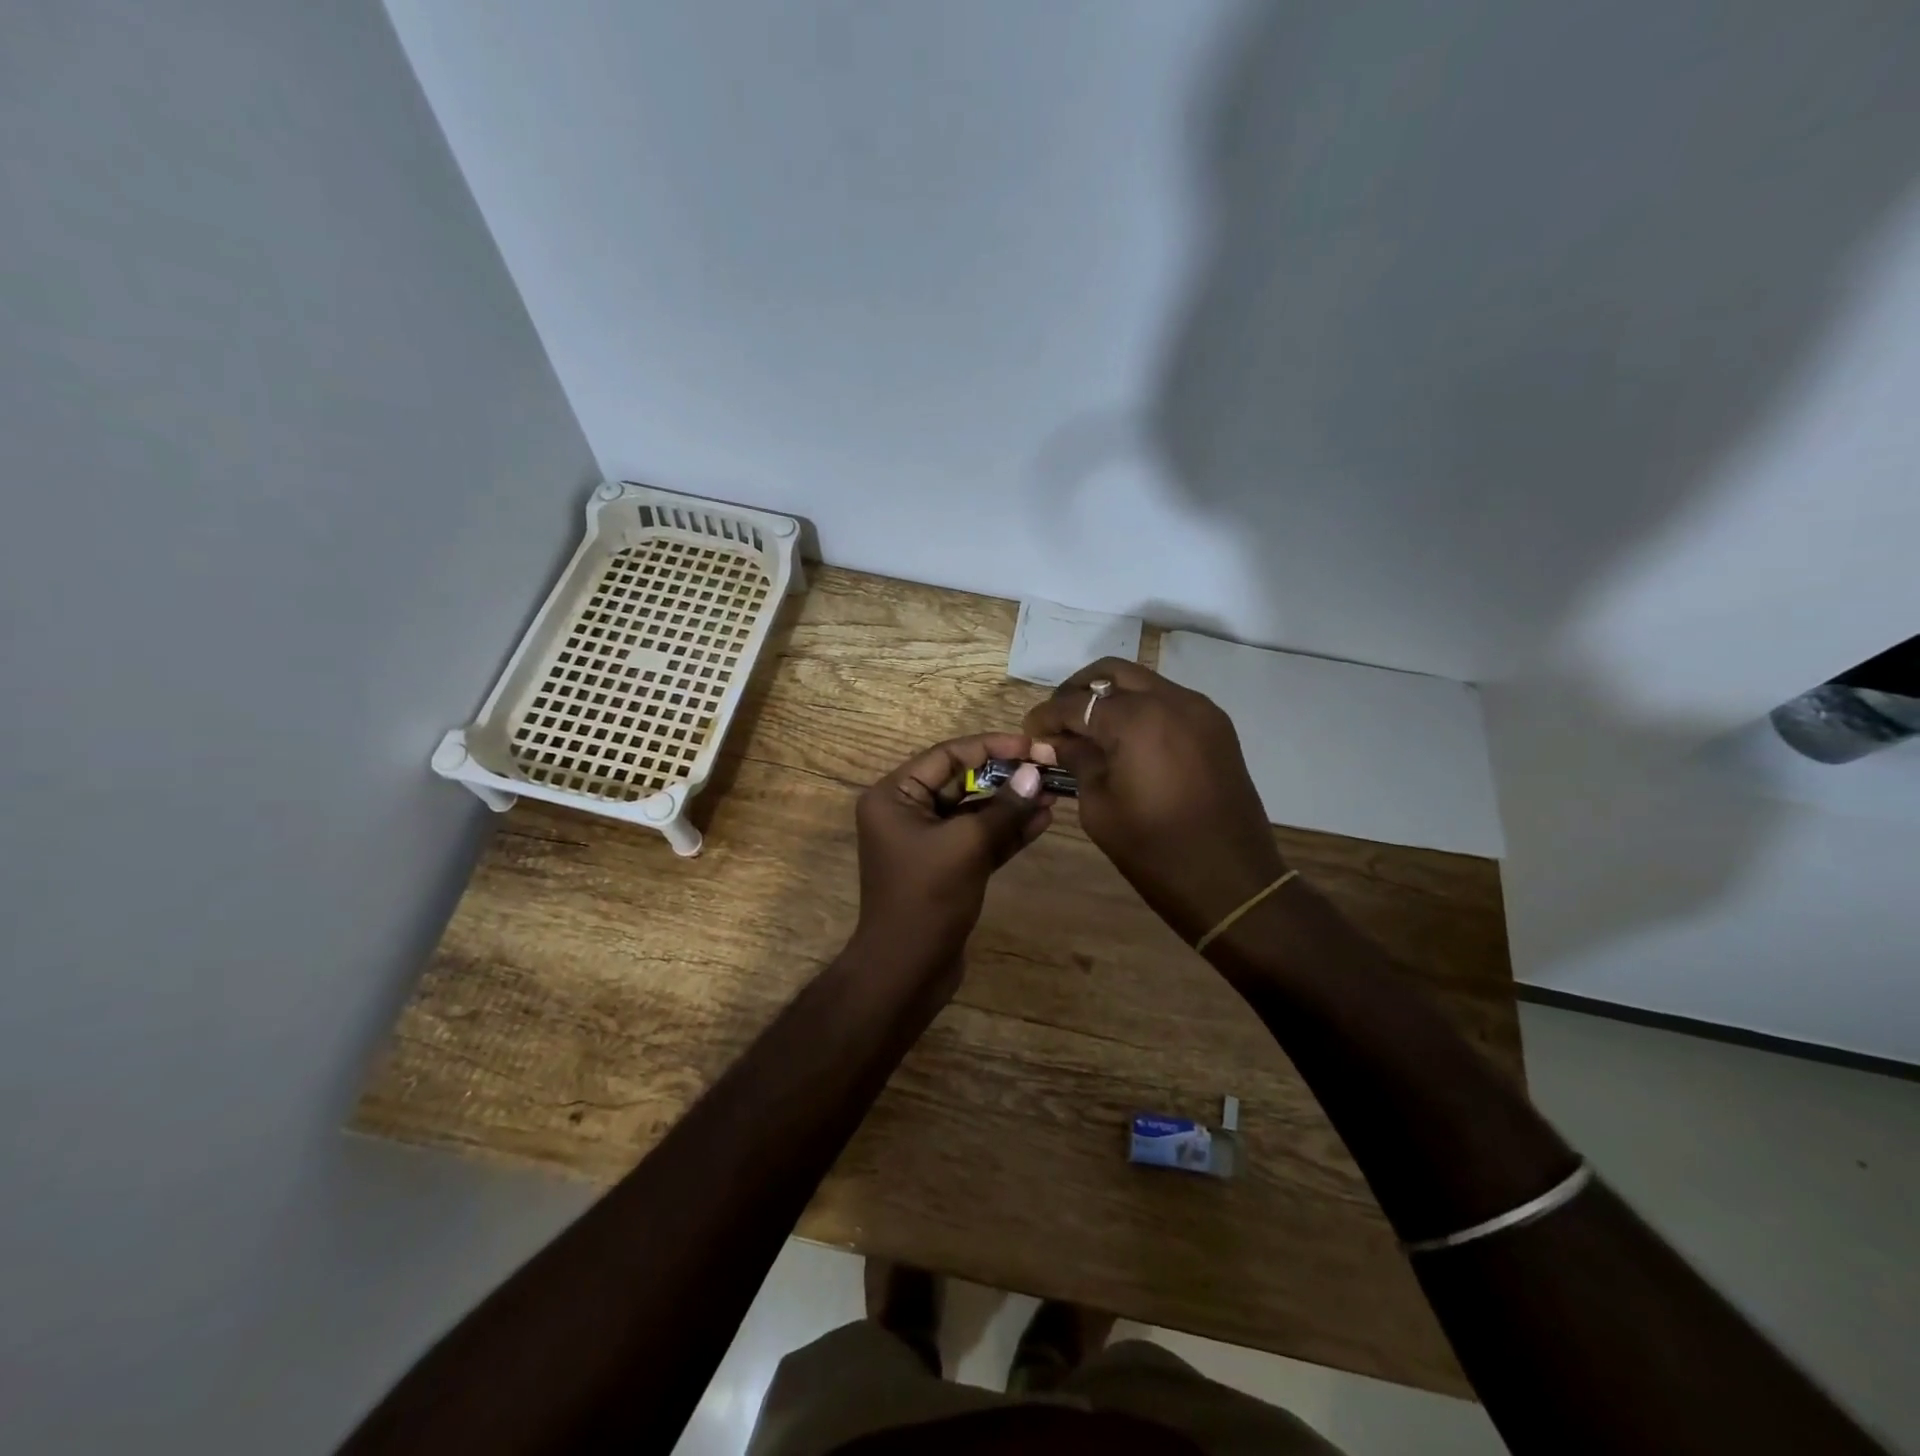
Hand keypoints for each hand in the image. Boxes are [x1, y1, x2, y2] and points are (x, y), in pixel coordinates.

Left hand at [851, 732, 1054, 993]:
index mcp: (894, 796)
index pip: (946, 756)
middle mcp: (907, 812)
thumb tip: (1036, 775)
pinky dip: (1007, 830)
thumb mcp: (967, 846)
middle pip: (961, 781)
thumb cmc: (927, 899)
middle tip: (1048, 768)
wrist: (907, 971)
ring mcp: (927, 841)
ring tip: (1054, 792)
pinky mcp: (947, 866)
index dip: (990, 747)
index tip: (1031, 746)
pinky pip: (979, 838)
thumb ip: (1003, 808)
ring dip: (1012, 803)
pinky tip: (1042, 819)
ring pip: (974, 811)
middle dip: (1005, 776)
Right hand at [1023, 659, 1284, 943]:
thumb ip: (1077, 761)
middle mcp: (1171, 700)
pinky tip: (1126, 741)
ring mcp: (1200, 710)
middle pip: (1112, 672)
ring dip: (1111, 698)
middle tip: (1059, 722)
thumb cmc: (1154, 850)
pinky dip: (1142, 710)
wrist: (1231, 882)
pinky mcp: (1217, 727)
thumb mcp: (1100, 806)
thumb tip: (1053, 742)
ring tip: (1090, 731)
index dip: (1047, 716)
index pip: (1076, 702)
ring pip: (1144, 683)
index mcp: (1137, 719)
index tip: (1030, 733)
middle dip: (1078, 691)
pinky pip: (1169, 701)